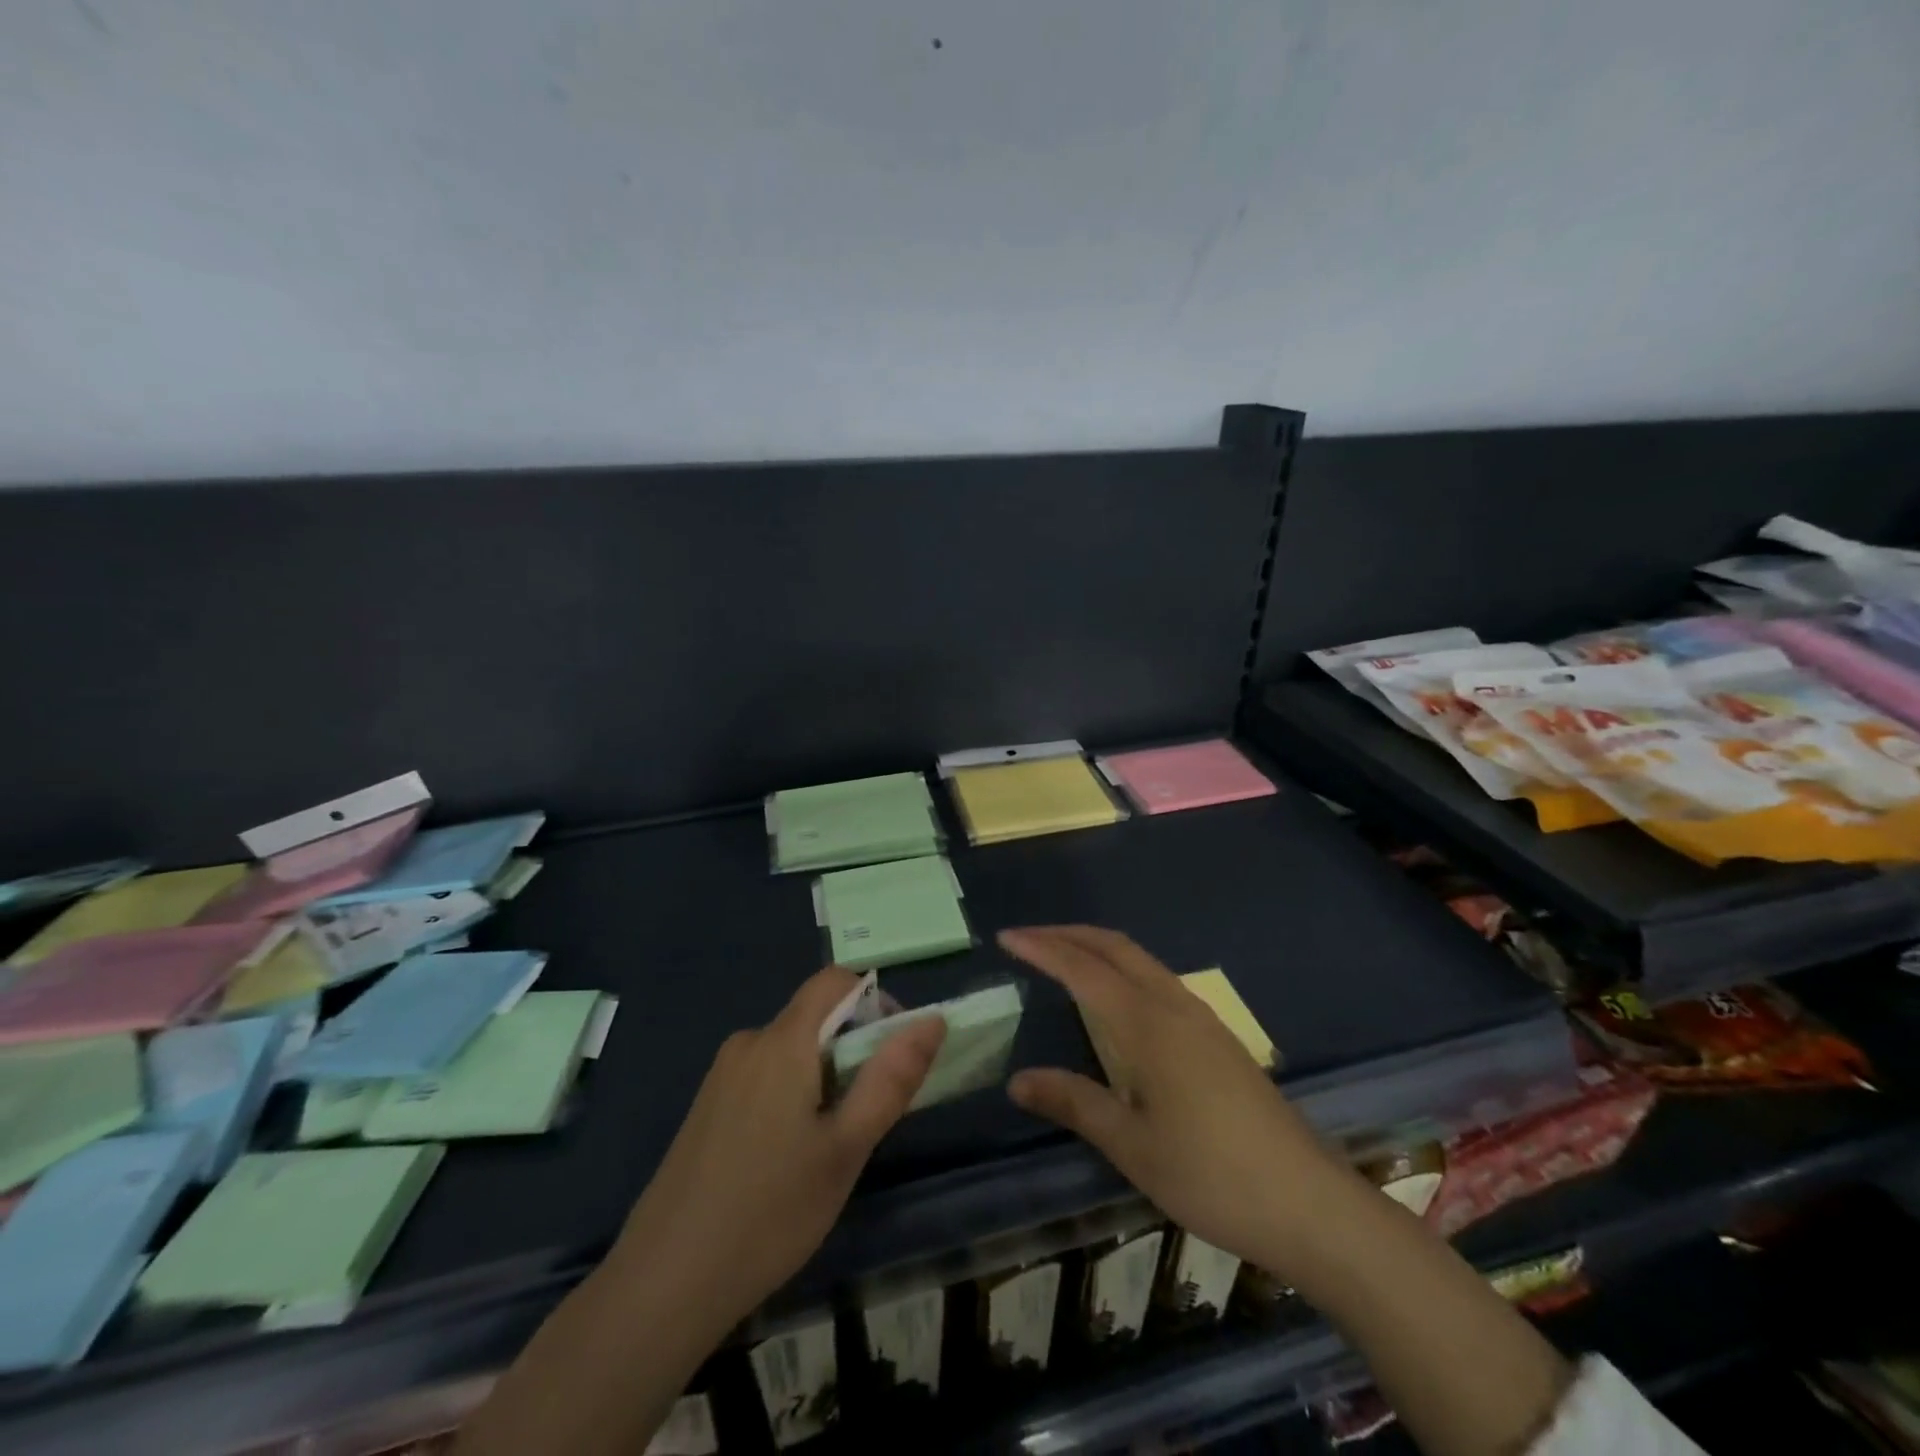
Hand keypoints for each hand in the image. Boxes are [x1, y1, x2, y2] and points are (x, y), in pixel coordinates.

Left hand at [611, 966, 945, 1331]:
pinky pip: (764, 1077)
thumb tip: (932, 1020)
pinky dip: (791, 1097)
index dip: (874, 1001)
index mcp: (782, 1041)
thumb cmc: (770, 1212)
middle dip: (852, 1052)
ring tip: (826, 1150)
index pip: (835, 981)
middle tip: (863, 1120)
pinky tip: (785, 1163)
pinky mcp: (706, 1107)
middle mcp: (748, 1043)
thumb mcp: (846, 1148)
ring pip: (791, 1052)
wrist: (663, 1285)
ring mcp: (721, 1076)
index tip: (893, 1054)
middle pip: (814, 1019)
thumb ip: (891, 1078)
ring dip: (822, 1079)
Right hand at [1001, 925, 1341, 1275]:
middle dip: (1070, 934)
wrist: (1310, 1203)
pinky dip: (1124, 969)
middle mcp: (1175, 1006)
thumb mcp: (1132, 1146)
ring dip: (1098, 948)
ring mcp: (1202, 1019)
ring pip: (1141, 961)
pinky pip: (1159, 980)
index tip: (1006, 937)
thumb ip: (1074, 1103)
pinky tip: (1117, 1000)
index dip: (1042, 948)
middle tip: (1028, 937)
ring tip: (1064, 958)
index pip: (1083, 970)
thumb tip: (1017, 1081)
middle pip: (1116, 947)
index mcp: (1147, 1025)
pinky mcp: (1219, 1038)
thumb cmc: (1212, 1175)